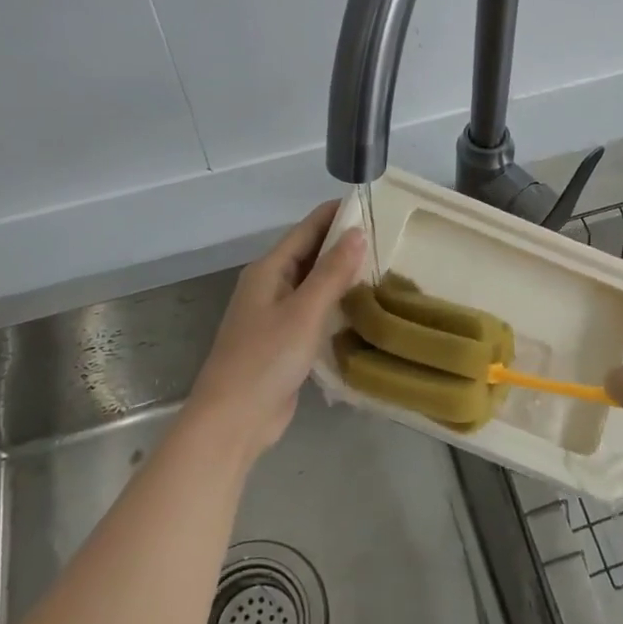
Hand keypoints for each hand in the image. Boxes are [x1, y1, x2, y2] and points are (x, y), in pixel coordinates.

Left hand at [186, 200, 365, 460]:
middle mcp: (271, 285)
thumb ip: (332, 272)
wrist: (234, 420)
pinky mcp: (285, 341)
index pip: (307, 229)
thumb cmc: (266, 359)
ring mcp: (276, 315)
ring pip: (314, 283)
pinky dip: (336, 304)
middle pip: (310, 253)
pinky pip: (314, 311)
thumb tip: (358, 232)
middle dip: (344, 243)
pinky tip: (363, 307)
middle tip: (388, 237)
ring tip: (384, 266)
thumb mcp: (304, 311)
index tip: (372, 203)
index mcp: (269, 270)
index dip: (336, 214)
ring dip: (342, 275)